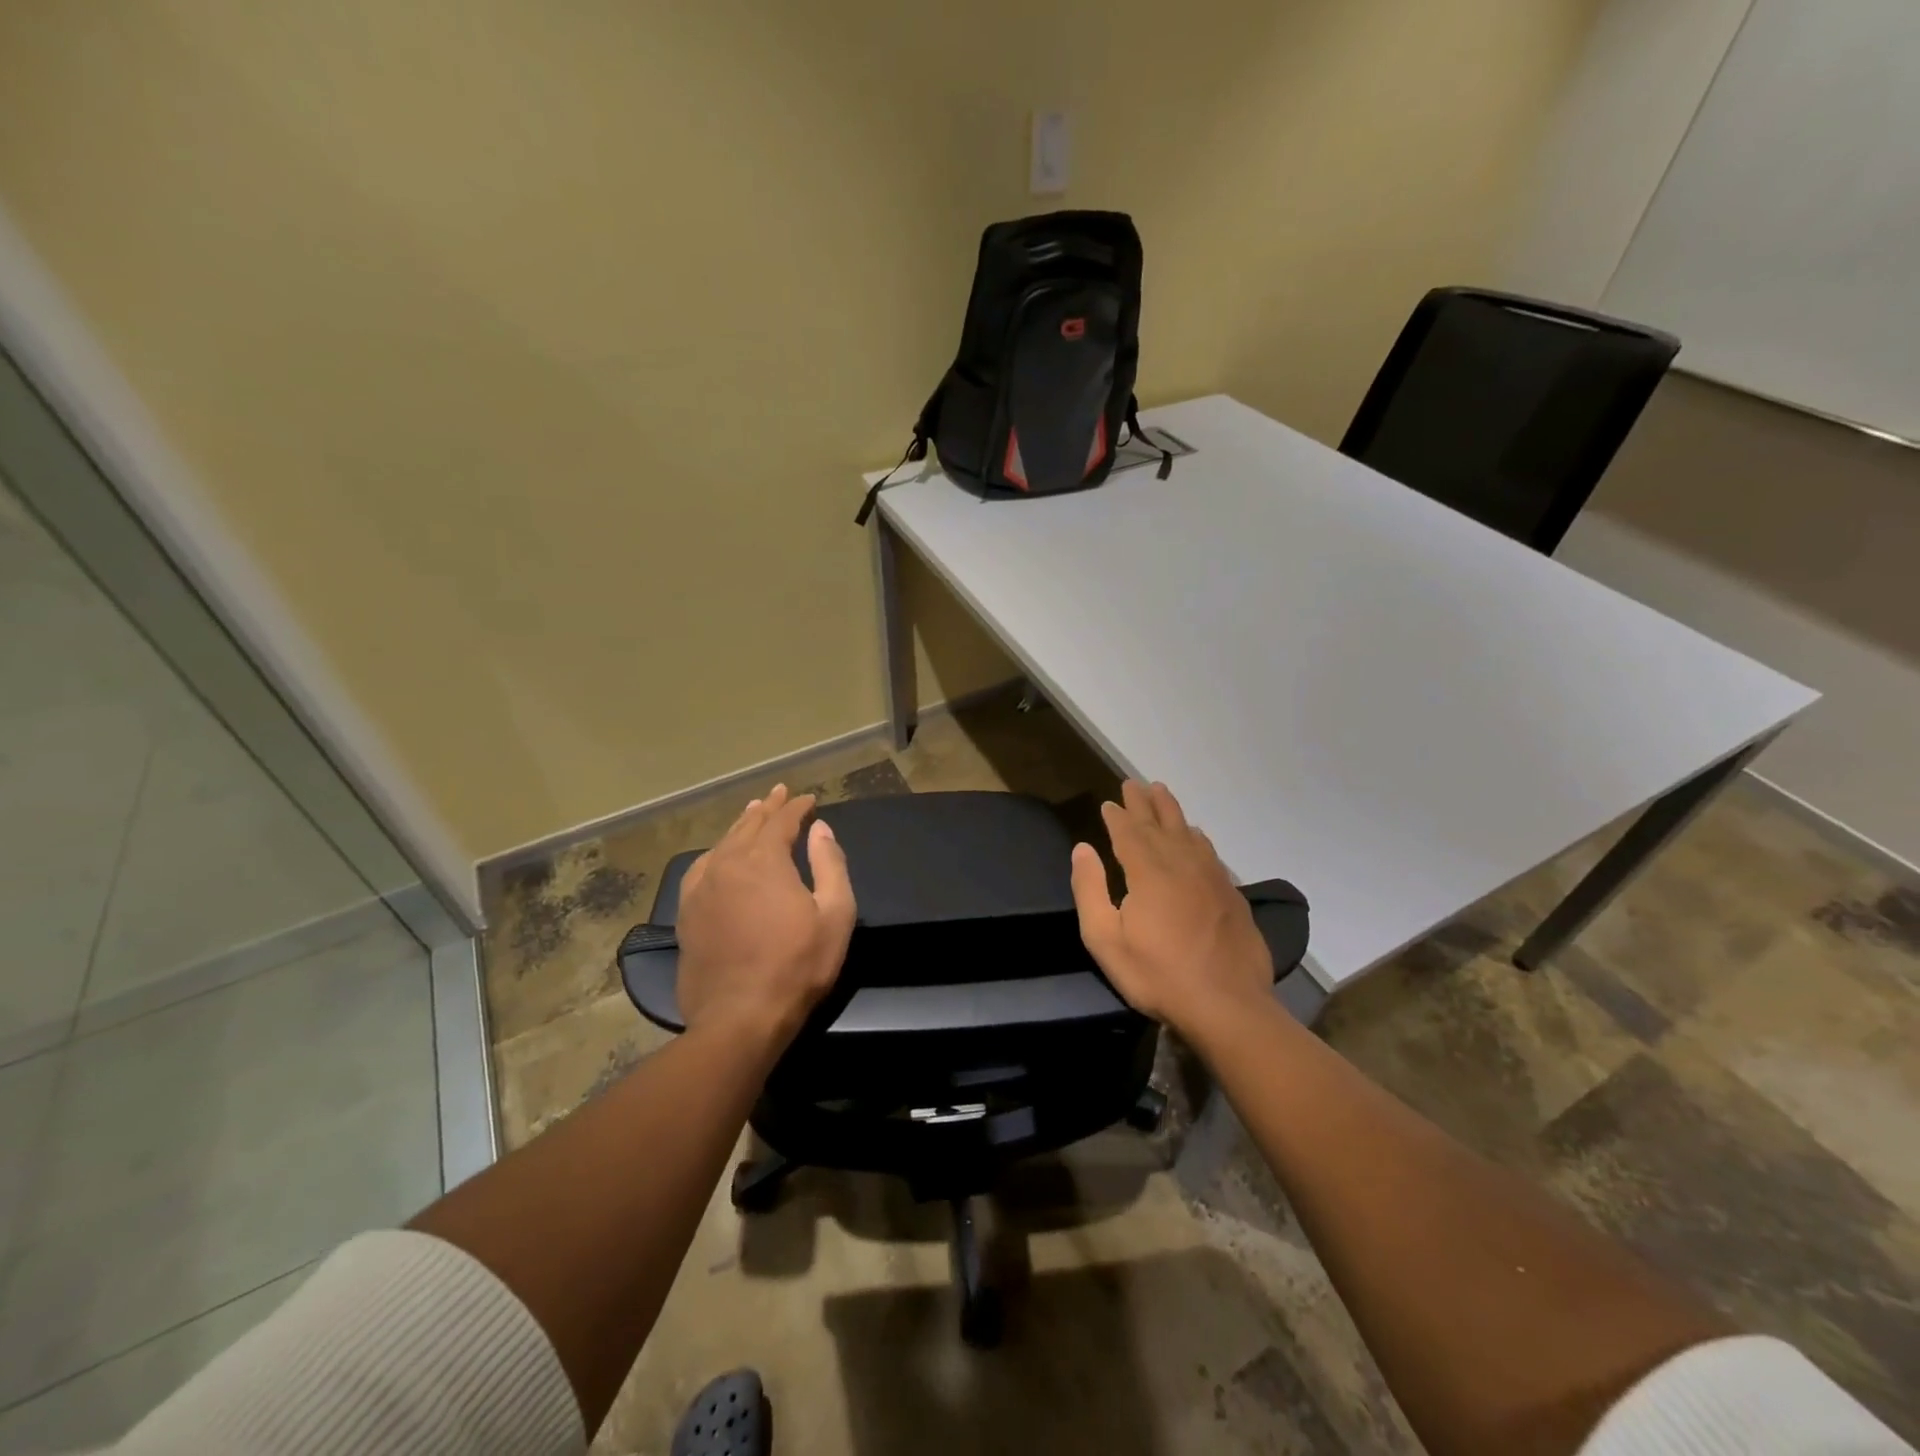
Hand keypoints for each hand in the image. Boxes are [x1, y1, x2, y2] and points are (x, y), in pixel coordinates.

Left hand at [675, 784, 856, 1050]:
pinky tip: (719, 855)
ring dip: (741, 825)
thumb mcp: (835, 914)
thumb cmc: (797, 966)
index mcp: (764, 860)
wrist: (739, 1017)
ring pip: (722, 843)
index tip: (810, 799)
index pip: (781, 820)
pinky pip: (701, 868)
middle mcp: (728, 864)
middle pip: (749, 825)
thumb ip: (830, 864)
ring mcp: (702, 888)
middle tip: (779, 793)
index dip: (797, 807)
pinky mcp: (687, 913)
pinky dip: (716, 852)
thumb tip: (820, 828)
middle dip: (767, 807)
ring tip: (751, 814)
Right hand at [1070, 780, 1273, 1039]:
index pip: (1128, 832)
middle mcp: (1181, 863)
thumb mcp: (1105, 939)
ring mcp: (1211, 877)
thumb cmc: (1158, 974)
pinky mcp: (1231, 894)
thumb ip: (1090, 889)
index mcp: (1148, 871)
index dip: (1117, 815)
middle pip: (1160, 823)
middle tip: (1134, 783)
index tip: (1109, 802)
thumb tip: (1083, 848)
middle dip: (1144, 802)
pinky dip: (1197, 837)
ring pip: (1188, 832)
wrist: (1228, 1005)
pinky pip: (1210, 852)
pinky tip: (1196, 836)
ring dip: (1172, 811)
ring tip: (1162, 793)